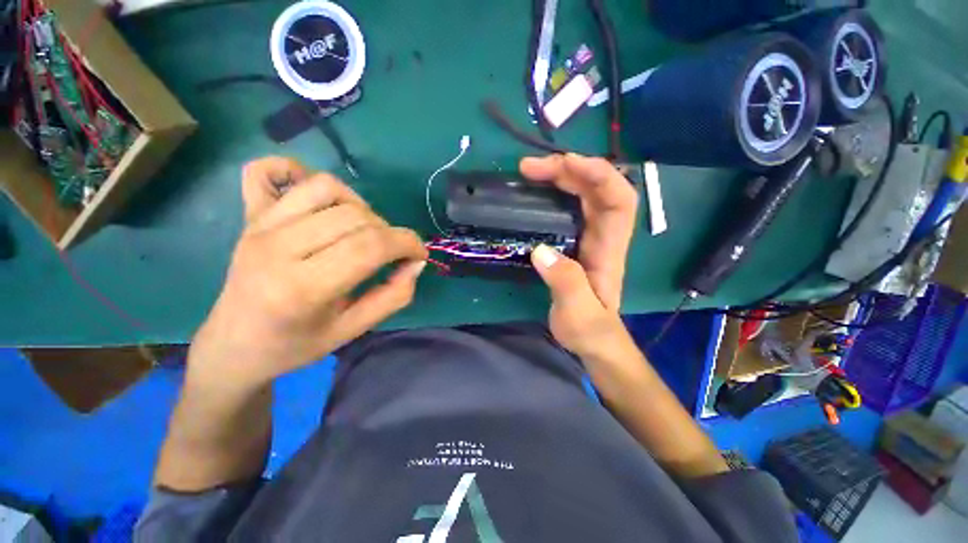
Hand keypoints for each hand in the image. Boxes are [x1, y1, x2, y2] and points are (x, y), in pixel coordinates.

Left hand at [188, 157, 427, 389]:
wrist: (236, 344)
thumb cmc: (290, 347)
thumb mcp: (345, 334)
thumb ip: (388, 299)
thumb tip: (415, 263)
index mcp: (302, 290)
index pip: (368, 247)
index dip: (405, 243)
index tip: (418, 253)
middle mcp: (279, 249)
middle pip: (350, 215)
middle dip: (383, 229)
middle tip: (386, 251)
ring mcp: (260, 227)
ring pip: (322, 186)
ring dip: (351, 201)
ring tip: (355, 224)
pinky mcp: (250, 216)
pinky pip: (265, 171)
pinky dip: (289, 168)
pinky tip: (306, 186)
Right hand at [519, 154, 638, 356]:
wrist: (595, 343)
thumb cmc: (589, 331)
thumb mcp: (578, 315)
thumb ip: (566, 285)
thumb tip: (541, 250)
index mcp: (610, 247)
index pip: (620, 199)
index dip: (600, 175)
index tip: (567, 164)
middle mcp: (606, 233)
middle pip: (601, 186)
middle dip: (571, 168)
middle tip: (530, 168)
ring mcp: (594, 232)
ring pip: (587, 190)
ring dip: (562, 173)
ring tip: (529, 170)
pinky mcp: (580, 236)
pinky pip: (574, 201)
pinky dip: (558, 186)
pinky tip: (537, 186)